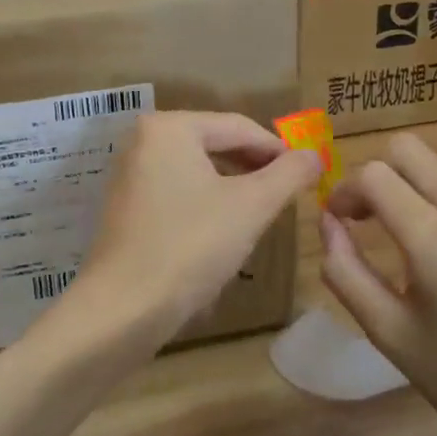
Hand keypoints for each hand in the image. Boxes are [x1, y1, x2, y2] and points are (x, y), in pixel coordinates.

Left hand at [61, 112, 320, 353]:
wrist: (122, 308)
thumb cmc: (191, 246)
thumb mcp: (251, 207)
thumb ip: (288, 174)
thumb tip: (314, 155)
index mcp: (169, 128)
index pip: (238, 127)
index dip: (278, 149)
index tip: (309, 173)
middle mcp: (143, 140)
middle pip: (214, 144)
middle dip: (254, 168)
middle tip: (288, 193)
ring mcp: (130, 174)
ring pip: (197, 170)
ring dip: (232, 187)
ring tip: (261, 212)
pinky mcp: (126, 206)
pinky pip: (176, 191)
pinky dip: (204, 203)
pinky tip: (222, 232)